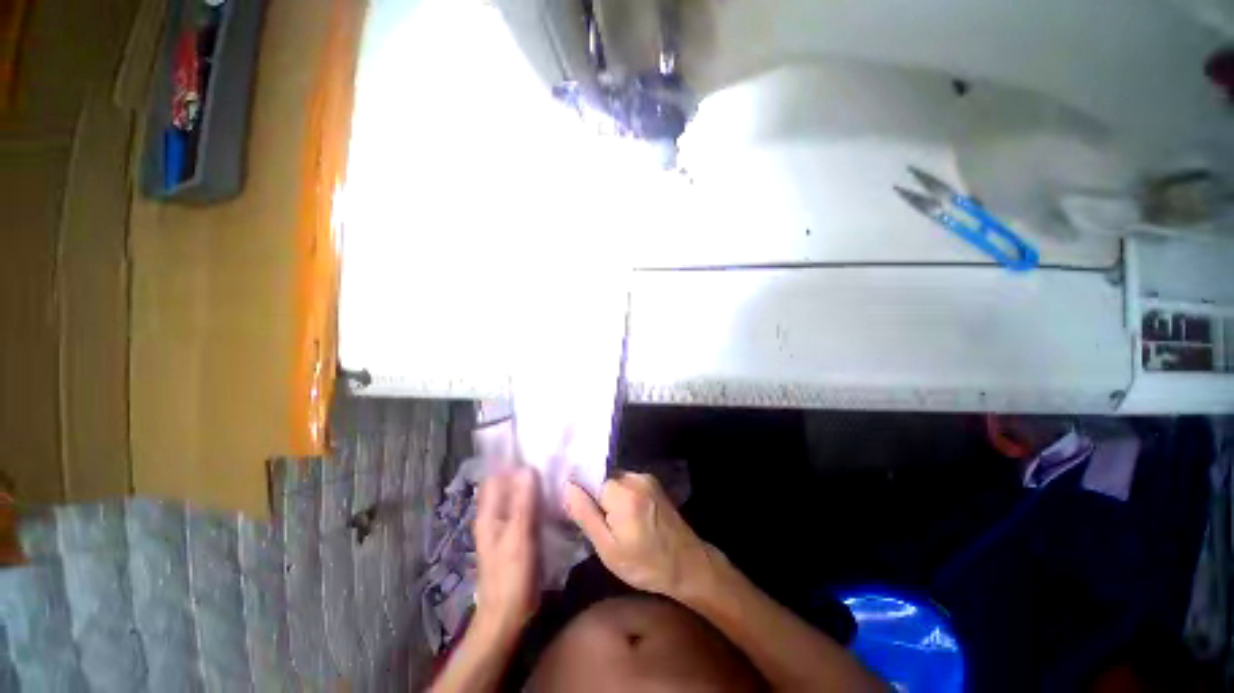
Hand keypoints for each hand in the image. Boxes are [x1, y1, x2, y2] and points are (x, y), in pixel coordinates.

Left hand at [474, 467, 539, 639]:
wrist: (508, 613)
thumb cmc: (510, 575)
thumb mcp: (518, 536)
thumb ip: (523, 502)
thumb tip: (527, 468)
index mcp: (489, 513)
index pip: (495, 476)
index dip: (508, 459)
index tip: (529, 443)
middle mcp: (495, 515)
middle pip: (507, 483)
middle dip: (522, 468)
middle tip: (547, 452)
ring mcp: (507, 525)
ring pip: (518, 495)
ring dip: (531, 482)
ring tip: (553, 467)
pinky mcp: (518, 534)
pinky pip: (527, 508)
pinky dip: (536, 497)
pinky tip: (552, 493)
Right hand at [564, 472, 713, 599]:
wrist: (688, 564)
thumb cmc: (645, 564)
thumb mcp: (608, 548)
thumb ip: (585, 514)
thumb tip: (567, 487)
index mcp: (622, 493)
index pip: (589, 480)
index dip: (582, 496)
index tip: (582, 515)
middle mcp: (635, 477)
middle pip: (602, 478)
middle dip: (596, 497)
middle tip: (598, 524)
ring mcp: (646, 478)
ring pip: (614, 480)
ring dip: (609, 497)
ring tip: (613, 523)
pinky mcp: (653, 482)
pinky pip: (627, 483)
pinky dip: (621, 496)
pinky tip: (627, 517)